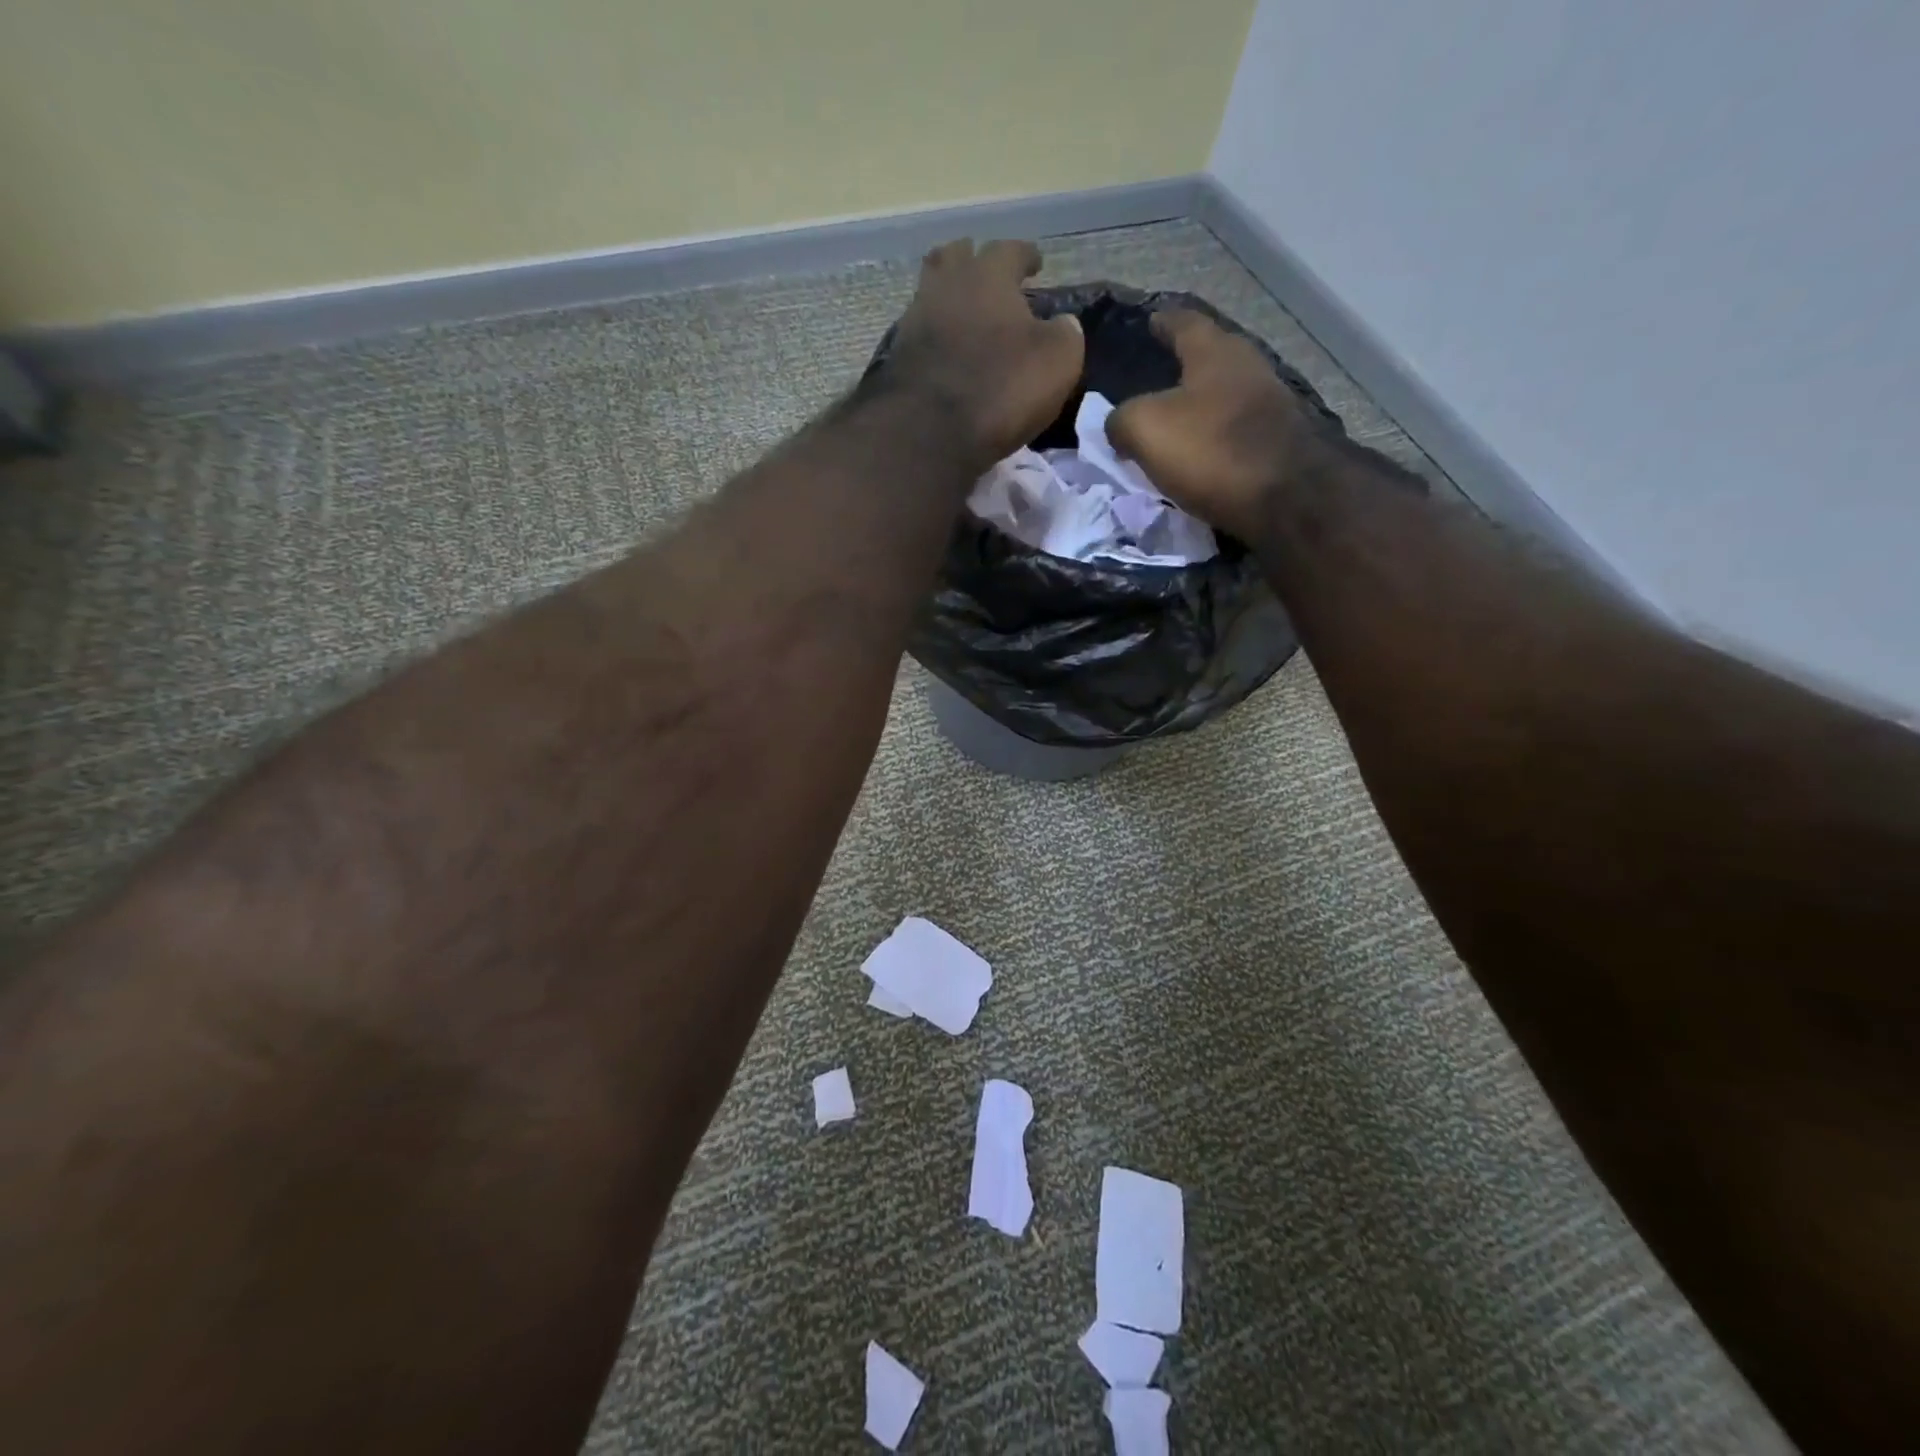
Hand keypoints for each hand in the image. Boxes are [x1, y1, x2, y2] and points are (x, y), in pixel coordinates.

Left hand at [883, 239, 1083, 465]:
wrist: (928, 432)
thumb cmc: (1002, 388)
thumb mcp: (1057, 362)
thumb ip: (1065, 334)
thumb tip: (1062, 324)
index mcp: (989, 276)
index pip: (1010, 250)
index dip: (1026, 256)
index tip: (1036, 264)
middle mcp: (947, 286)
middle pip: (956, 257)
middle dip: (974, 260)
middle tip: (988, 275)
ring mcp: (915, 320)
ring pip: (932, 292)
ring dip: (949, 297)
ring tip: (964, 313)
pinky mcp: (897, 358)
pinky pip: (919, 333)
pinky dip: (934, 335)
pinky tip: (944, 349)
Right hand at [1107, 310, 1324, 541]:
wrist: (1287, 498)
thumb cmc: (1211, 449)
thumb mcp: (1145, 428)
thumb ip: (1121, 419)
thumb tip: (1117, 425)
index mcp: (1215, 351)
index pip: (1183, 322)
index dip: (1162, 322)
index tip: (1148, 321)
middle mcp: (1247, 367)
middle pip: (1209, 357)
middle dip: (1182, 365)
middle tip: (1153, 379)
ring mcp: (1269, 404)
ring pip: (1223, 395)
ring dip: (1199, 405)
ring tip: (1172, 422)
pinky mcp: (1278, 442)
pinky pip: (1234, 431)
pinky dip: (1213, 437)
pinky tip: (1199, 453)